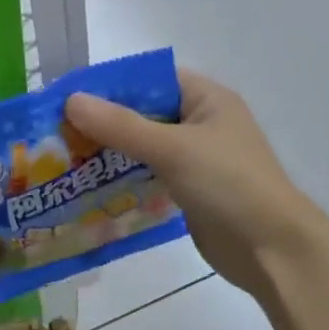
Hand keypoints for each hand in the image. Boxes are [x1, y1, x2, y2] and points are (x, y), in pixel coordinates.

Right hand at [65, 69, 320, 298]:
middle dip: (104, 125)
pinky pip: (150, 177)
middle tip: (58, 136)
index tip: (69, 100)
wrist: (271, 249)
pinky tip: (92, 189)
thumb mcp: (173, 149)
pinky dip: (125, 180)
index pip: (151, 80)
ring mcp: (196, 160)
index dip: (111, 87)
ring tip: (66, 162)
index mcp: (207, 99)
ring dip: (111, 155)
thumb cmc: (228, 185)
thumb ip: (121, 126)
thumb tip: (72, 101)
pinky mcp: (190, 192)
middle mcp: (201, 124)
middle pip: (144, 115)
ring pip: (144, 149)